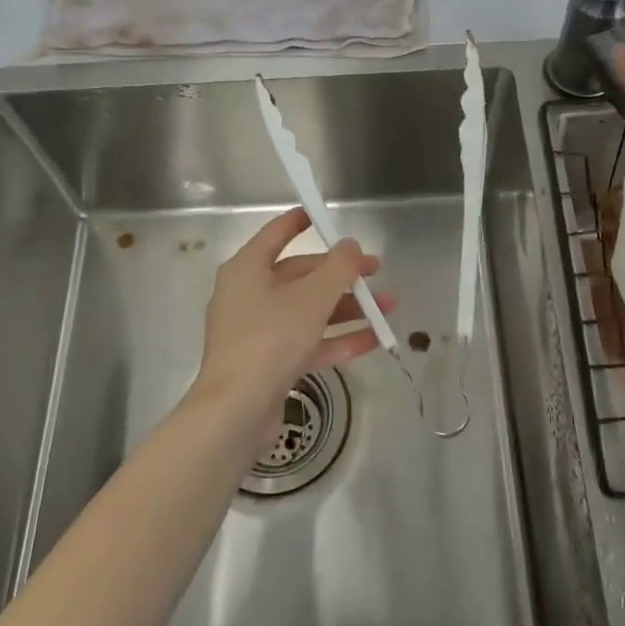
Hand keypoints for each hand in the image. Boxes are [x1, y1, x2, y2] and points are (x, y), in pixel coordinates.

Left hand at [193, 207, 395, 414]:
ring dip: (347, 308)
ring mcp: (258, 331)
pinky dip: (337, 338)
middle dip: (341, 275)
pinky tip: (373, 339)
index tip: (323, 214)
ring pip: (308, 310)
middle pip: (300, 275)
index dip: (300, 221)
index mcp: (248, 269)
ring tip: (388, 308)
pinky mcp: (268, 363)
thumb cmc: (270, 339)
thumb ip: (339, 267)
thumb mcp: (312, 297)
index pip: (276, 234)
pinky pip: (308, 341)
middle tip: (376, 273)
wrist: (236, 411)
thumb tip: (351, 245)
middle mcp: (249, 295)